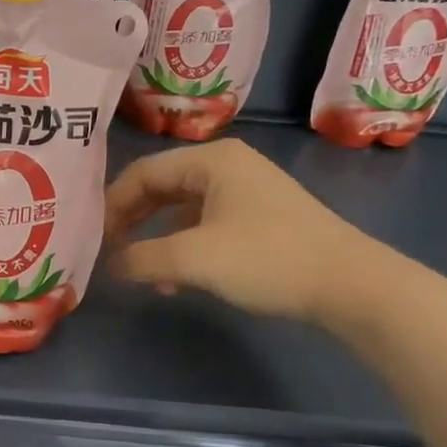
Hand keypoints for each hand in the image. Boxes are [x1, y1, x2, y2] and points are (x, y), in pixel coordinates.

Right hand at [103, 139, 384, 323]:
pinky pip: (204, 225)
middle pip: (160, 187)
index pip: (142, 173)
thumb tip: (110, 265)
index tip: (94, 239)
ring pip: (181, 210)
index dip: (112, 205)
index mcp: (211, 160)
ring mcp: (245, 192)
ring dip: (156, 240)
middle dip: (132, 221)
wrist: (352, 286)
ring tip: (141, 272)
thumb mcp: (194, 259)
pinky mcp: (259, 218)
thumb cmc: (268, 259)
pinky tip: (176, 280)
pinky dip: (183, 248)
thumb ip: (142, 258)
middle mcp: (226, 166)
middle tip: (109, 252)